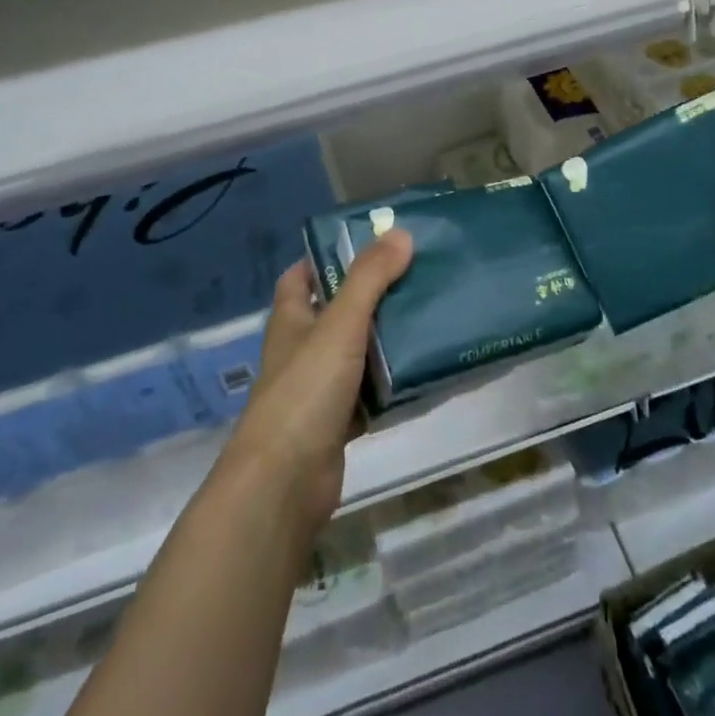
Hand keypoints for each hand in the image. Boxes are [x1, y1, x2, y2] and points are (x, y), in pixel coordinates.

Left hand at [224, 230, 413, 537]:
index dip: (325, 258)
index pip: (299, 277)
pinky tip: (422, 372)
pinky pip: (369, 394)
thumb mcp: (340, 324)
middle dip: (370, 296)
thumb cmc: (306, 390)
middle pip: (335, 313)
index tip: (367, 245)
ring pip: (355, 353)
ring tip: (428, 316)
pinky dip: (390, 384)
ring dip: (384, 340)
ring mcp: (318, 389)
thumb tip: (401, 233)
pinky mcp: (337, 423)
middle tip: (415, 276)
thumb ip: (370, 278)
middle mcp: (300, 350)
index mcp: (290, 320)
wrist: (285, 482)